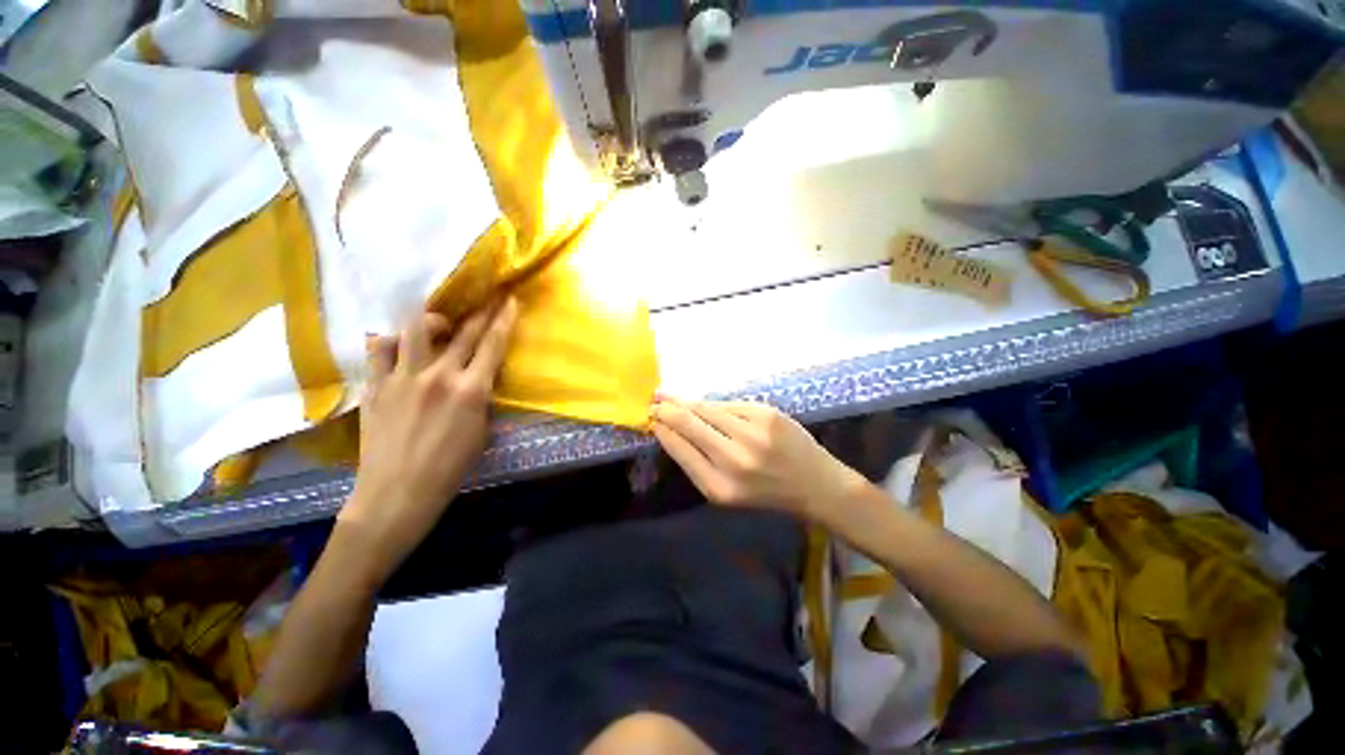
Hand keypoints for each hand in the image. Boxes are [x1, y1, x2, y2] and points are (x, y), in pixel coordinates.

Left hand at [337, 299, 518, 578]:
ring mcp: (402, 378)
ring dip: (433, 320)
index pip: (492, 345)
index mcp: (470, 390)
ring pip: (416, 330)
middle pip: (463, 332)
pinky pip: (381, 350)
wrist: (397, 492)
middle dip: (480, 311)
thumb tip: (480, 376)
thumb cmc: (450, 468)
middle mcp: (438, 376)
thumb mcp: (482, 431)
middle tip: (488, 298)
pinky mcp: (375, 386)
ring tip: (440, 322)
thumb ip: (482, 397)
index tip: (510, 300)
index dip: (504, 319)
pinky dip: (393, 342)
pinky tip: (399, 346)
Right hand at [650, 398, 866, 523]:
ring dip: (685, 401)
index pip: (679, 448)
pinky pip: (728, 405)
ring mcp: (752, 434)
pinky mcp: (766, 414)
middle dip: (666, 409)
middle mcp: (733, 460)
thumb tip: (670, 429)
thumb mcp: (726, 491)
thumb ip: (697, 462)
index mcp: (719, 487)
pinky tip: (703, 404)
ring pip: (706, 408)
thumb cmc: (766, 493)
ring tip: (668, 396)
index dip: (661, 429)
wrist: (815, 484)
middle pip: (687, 423)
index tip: (650, 418)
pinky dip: (713, 405)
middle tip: (653, 401)